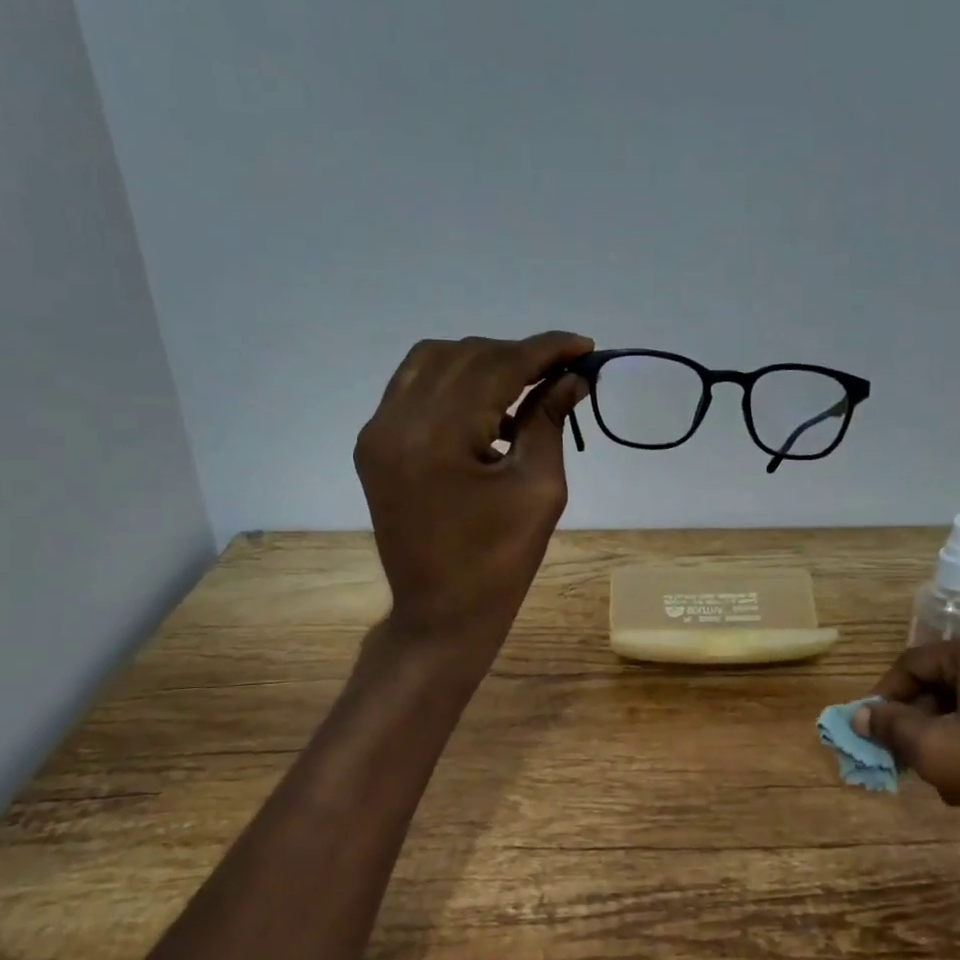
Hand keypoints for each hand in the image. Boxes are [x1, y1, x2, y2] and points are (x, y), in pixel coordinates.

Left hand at [355, 332, 591, 651]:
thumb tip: (571, 379)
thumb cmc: (499, 562)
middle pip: (464, 355)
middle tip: (562, 370)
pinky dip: (454, 384)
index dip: (545, 350)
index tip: (584, 346)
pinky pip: (414, 388)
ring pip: (433, 361)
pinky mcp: (375, 446)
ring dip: (483, 362)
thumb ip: (548, 423)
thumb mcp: (538, 490)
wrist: (440, 613)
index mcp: (437, 436)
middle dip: (518, 354)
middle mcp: (396, 421)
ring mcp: (378, 432)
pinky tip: (488, 410)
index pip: (497, 366)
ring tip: (526, 385)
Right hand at [852, 631, 959, 850]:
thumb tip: (860, 714)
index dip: (885, 696)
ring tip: (945, 772)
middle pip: (948, 679)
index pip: (915, 663)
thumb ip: (891, 727)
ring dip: (951, 728)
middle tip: (907, 755)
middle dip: (921, 717)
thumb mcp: (936, 752)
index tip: (873, 729)